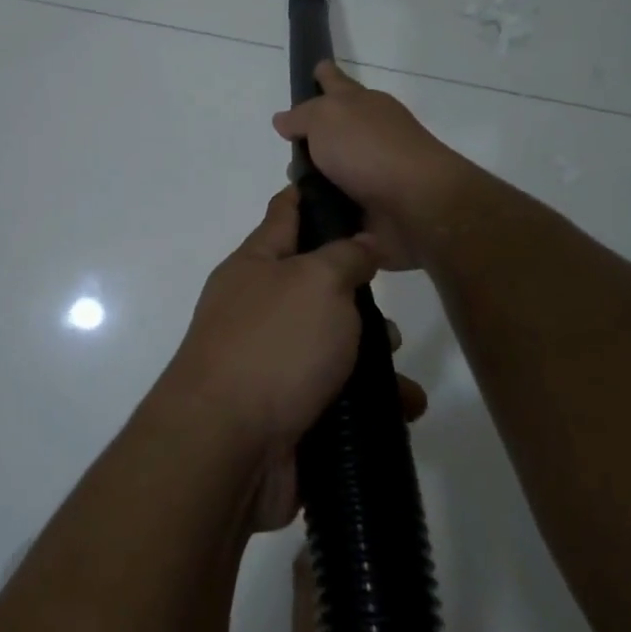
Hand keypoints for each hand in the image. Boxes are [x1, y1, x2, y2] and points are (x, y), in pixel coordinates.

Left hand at [163, 186, 425, 530]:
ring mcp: (270, 363)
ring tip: (398, 372)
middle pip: (317, 286)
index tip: (346, 183)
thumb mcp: (317, 283)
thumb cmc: (273, 346)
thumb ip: (345, 256)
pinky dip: (370, 402)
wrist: (227, 448)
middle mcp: (259, 309)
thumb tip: (361, 243)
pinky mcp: (287, 411)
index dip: (313, 196)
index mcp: (255, 266)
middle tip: (389, 311)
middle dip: (359, 296)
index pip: (285, 214)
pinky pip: (338, 396)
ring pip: (333, 345)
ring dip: (372, 356)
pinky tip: (403, 408)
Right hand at [272, 61, 469, 270]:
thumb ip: (302, 116)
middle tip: (287, 147)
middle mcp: (371, 135)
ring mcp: (375, 173)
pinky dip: (325, 210)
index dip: (325, 76)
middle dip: (312, 138)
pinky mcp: (375, 209)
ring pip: (334, 171)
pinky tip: (305, 217)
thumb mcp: (326, 118)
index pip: (337, 82)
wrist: (416, 204)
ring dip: (314, 180)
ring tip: (291, 190)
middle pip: (335, 130)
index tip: (317, 68)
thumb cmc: (369, 149)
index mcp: (362, 105)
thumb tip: (284, 119)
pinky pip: (340, 206)